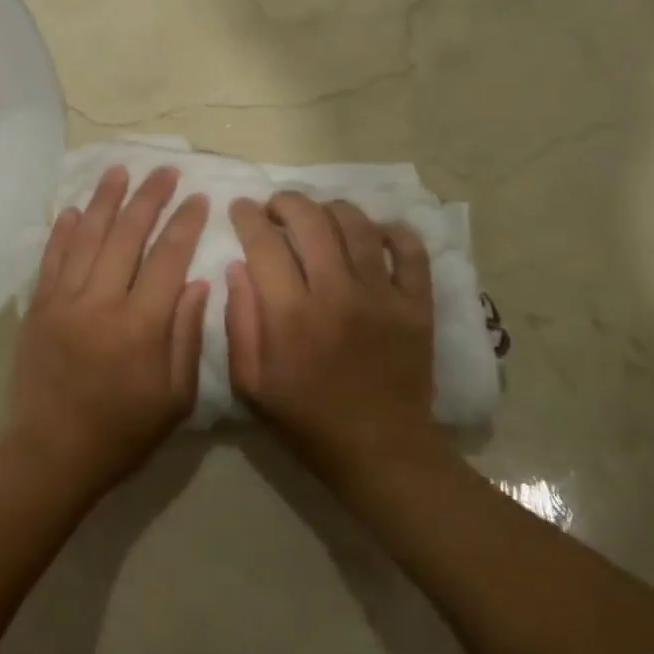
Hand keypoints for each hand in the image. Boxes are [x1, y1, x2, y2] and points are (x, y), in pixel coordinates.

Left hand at [10, 165, 209, 495]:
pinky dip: (63, 231)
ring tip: (120, 170)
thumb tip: (197, 283)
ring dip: (106, 200)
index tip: (199, 198)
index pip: (168, 258)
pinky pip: (51, 259)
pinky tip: (75, 209)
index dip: (185, 224)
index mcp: (141, 325)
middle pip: (127, 235)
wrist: (52, 453)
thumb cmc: (124, 431)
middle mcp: (101, 302)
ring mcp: (64, 301)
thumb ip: (186, 336)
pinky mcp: (38, 307)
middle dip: (149, 197)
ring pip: (87, 237)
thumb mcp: (175, 397)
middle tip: (164, 170)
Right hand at [226, 193, 437, 490]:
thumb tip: (237, 267)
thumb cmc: (306, 419)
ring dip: (331, 209)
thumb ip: (239, 322)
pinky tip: (374, 232)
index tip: (241, 208)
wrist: (380, 450)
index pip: (264, 243)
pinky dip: (392, 231)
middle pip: (310, 220)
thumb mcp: (251, 383)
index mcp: (291, 314)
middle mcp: (337, 293)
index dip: (248, 216)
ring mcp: (382, 296)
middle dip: (286, 202)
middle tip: (276, 208)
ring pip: (357, 225)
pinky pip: (410, 250)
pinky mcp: (417, 304)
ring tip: (320, 216)